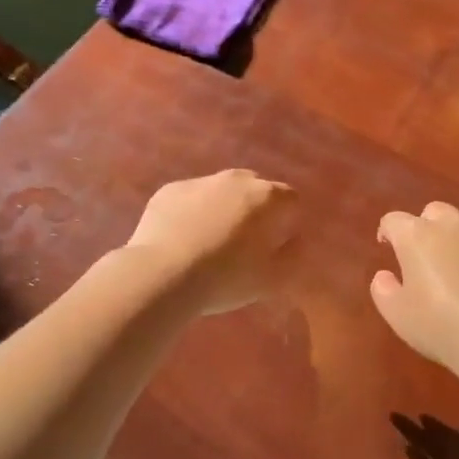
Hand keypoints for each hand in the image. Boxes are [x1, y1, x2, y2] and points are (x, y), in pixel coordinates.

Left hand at [125, 169, 296, 314]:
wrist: (162, 275)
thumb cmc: (225, 279)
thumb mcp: (273, 279)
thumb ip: (293, 255)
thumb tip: (296, 240)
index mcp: (266, 197)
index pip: (290, 199)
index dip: (288, 220)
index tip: (278, 243)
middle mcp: (235, 180)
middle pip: (255, 189)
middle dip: (255, 210)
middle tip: (245, 243)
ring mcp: (199, 182)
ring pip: (220, 191)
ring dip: (222, 209)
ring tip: (210, 243)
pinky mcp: (169, 191)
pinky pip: (190, 198)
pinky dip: (191, 212)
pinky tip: (182, 240)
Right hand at [371, 203, 458, 373]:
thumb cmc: (439, 326)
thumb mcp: (397, 315)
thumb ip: (383, 289)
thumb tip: (385, 274)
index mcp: (416, 236)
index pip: (394, 220)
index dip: (389, 232)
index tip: (388, 247)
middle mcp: (451, 224)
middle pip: (434, 211)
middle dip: (427, 226)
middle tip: (427, 254)